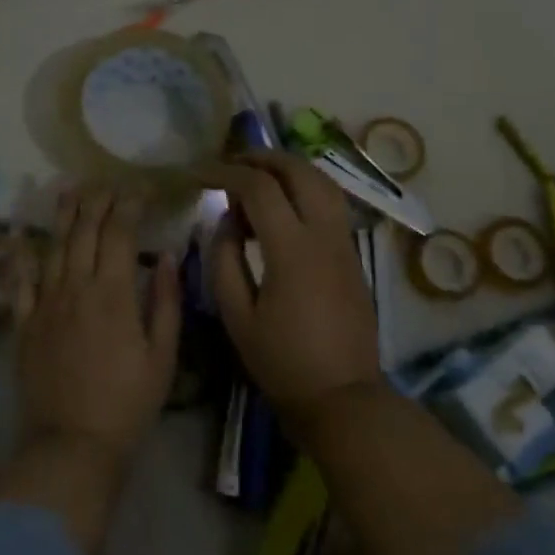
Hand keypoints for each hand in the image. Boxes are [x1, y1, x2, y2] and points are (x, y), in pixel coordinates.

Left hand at [12, 186, 181, 466]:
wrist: (73, 443)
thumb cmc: (128, 402)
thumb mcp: (163, 355)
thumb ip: (166, 301)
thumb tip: (168, 256)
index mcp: (113, 293)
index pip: (119, 233)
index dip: (129, 204)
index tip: (140, 188)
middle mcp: (75, 288)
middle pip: (84, 231)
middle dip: (97, 201)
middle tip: (107, 182)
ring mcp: (44, 304)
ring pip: (52, 247)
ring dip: (62, 215)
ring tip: (70, 189)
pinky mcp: (23, 324)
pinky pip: (20, 281)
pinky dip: (22, 255)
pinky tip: (22, 235)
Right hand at [206, 152, 382, 432]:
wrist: (342, 396)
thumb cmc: (282, 362)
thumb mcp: (238, 317)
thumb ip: (224, 261)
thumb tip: (225, 221)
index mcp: (292, 250)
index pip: (259, 188)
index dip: (226, 173)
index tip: (200, 174)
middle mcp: (324, 235)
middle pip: (299, 171)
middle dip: (263, 158)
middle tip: (231, 163)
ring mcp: (345, 242)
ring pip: (323, 182)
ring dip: (289, 168)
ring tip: (258, 175)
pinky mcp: (353, 254)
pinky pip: (331, 203)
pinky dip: (305, 188)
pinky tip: (284, 204)